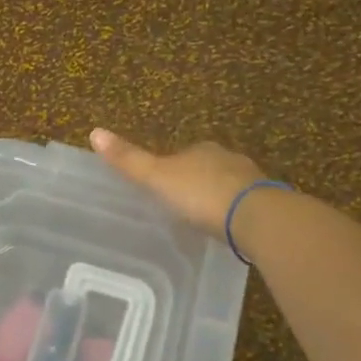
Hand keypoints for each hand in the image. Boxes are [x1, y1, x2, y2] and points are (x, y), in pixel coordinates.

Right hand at [89, 128, 267, 236]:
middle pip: (206, 168)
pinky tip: (228, 228)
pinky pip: (244, 206)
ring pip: (228, 185)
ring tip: (204, 219)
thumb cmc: (201, 195)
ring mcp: (250, 181)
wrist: (255, 217)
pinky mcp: (266, 204)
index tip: (162, 187)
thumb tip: (94, 131)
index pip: (182, 154)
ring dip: (217, 197)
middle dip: (195, 182)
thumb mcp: (157, 178)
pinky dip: (234, 213)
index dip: (171, 168)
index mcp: (201, 150)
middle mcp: (228, 159)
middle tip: (181, 205)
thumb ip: (129, 160)